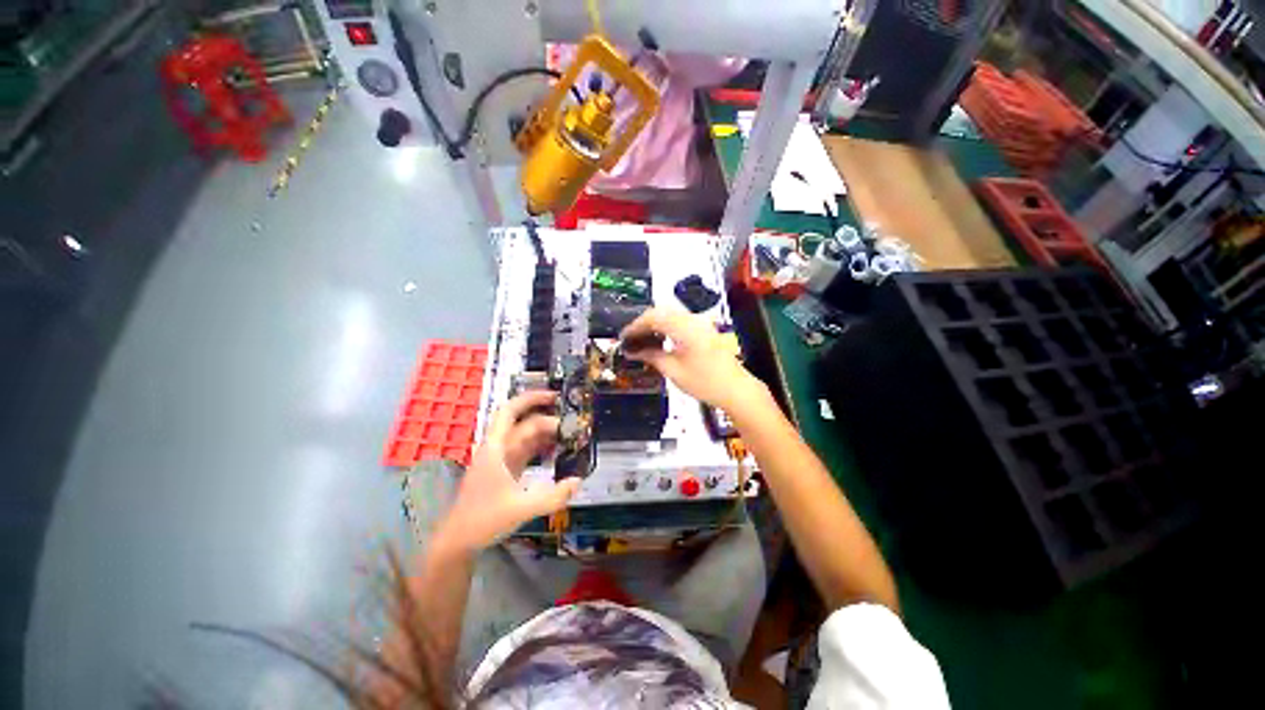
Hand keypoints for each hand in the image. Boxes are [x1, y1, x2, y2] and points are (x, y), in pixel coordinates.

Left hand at [436, 391, 580, 553]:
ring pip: (526, 437)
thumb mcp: (521, 509)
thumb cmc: (483, 521)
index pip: (510, 412)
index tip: (554, 396)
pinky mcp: (505, 470)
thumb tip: (578, 481)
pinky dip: (541, 447)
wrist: (458, 541)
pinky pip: (526, 451)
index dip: (530, 399)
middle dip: (548, 420)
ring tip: (570, 434)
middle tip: (573, 424)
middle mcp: (497, 449)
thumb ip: (553, 496)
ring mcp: (501, 459)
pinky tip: (557, 450)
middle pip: (524, 424)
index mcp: (495, 449)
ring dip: (546, 433)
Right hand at [620, 308, 766, 412]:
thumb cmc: (705, 382)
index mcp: (684, 327)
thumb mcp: (673, 371)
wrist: (736, 389)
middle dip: (643, 323)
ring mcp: (700, 324)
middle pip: (661, 312)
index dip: (635, 326)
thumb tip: (633, 351)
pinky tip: (659, 341)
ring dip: (654, 324)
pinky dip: (665, 327)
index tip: (624, 337)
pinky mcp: (704, 330)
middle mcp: (692, 320)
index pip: (652, 318)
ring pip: (670, 315)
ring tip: (642, 340)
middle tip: (631, 338)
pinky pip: (679, 321)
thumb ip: (651, 356)